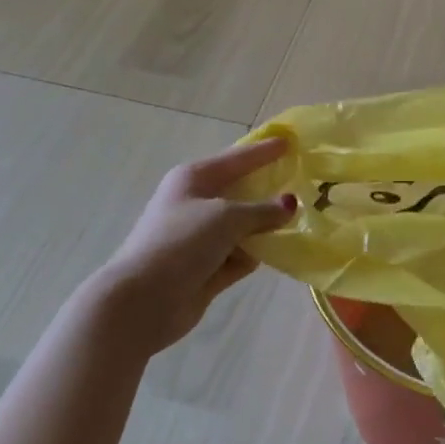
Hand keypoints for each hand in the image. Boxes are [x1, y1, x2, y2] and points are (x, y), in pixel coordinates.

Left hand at [92, 139, 296, 355]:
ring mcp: (200, 238)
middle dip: (268, 190)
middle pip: (240, 191)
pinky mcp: (205, 269)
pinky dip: (254, 254)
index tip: (291, 141)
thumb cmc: (181, 243)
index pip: (237, 158)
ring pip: (242, 225)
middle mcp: (196, 204)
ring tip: (301, 221)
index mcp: (194, 179)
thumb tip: (289, 204)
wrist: (141, 302)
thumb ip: (262, 210)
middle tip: (303, 183)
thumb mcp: (226, 217)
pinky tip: (279, 253)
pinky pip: (239, 254)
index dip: (264, 151)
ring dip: (265, 227)